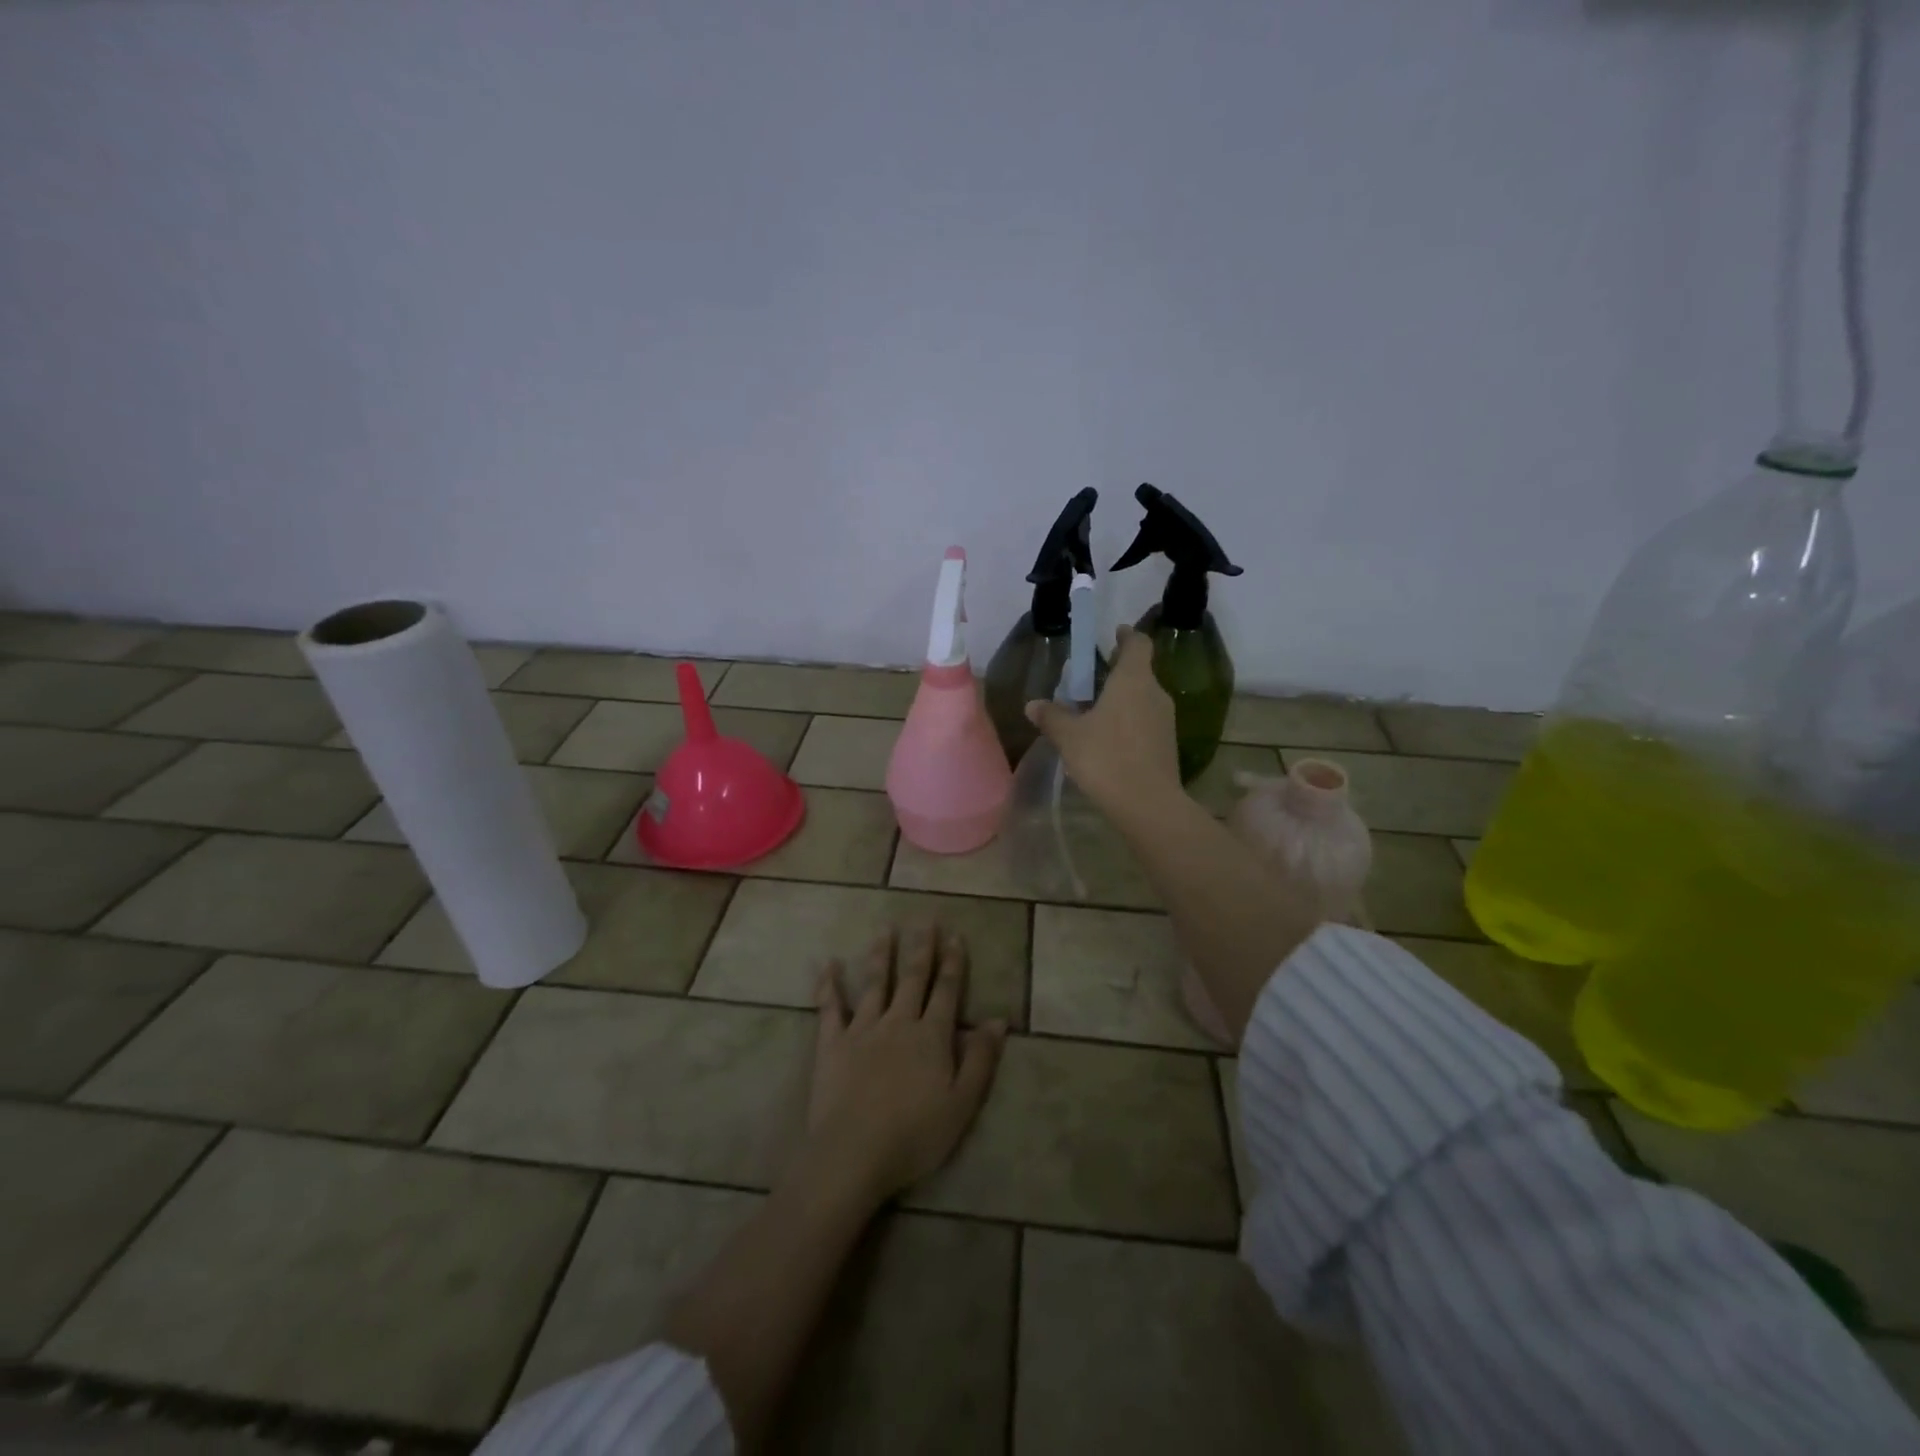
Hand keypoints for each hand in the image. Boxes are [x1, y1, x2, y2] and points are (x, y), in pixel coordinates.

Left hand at [803, 928, 1006, 1205]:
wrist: (854, 1152)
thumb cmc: (915, 1134)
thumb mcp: (962, 1103)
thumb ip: (980, 1058)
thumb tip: (998, 1019)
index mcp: (931, 1036)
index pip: (946, 991)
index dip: (953, 963)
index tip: (956, 935)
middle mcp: (898, 1022)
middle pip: (913, 978)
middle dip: (922, 948)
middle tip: (926, 919)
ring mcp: (863, 1030)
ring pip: (875, 984)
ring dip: (881, 954)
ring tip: (885, 928)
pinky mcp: (832, 1044)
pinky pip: (830, 1008)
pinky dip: (830, 985)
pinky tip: (830, 964)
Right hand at [1026, 624, 1182, 818]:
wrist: (1148, 804)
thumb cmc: (1106, 757)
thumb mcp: (1069, 736)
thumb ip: (1052, 716)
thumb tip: (1033, 705)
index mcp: (1133, 680)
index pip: (1137, 644)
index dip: (1126, 636)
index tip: (1114, 634)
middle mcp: (1155, 693)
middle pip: (1140, 672)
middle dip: (1118, 672)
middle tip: (1092, 679)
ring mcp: (1166, 720)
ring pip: (1143, 699)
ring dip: (1123, 700)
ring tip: (1096, 712)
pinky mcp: (1167, 745)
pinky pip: (1146, 722)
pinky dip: (1130, 722)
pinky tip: (1109, 740)